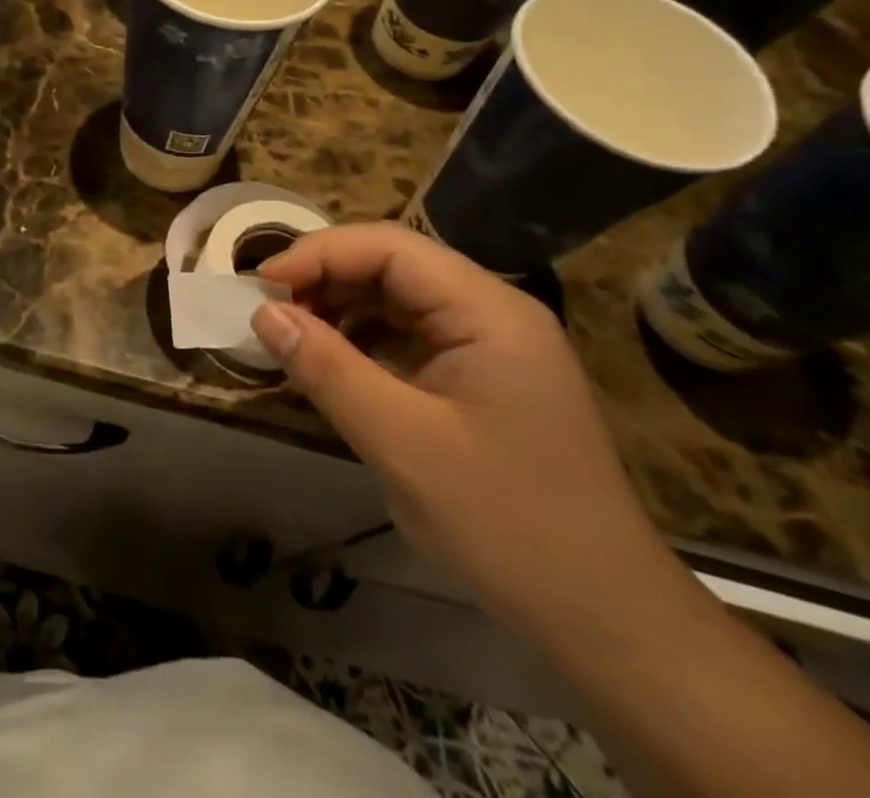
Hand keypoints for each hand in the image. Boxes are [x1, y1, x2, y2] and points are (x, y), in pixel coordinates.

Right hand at [252, 222, 673, 641]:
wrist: (608, 623)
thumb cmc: (507, 523)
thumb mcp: (402, 443)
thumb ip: (327, 368)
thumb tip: (264, 314)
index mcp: (488, 311)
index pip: (390, 247)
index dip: (319, 254)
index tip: (261, 285)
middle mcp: (492, 314)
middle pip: (394, 266)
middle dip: (327, 278)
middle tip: (270, 311)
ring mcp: (490, 347)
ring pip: (399, 300)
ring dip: (341, 308)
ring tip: (292, 335)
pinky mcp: (481, 381)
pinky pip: (410, 338)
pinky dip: (363, 342)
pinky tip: (333, 365)